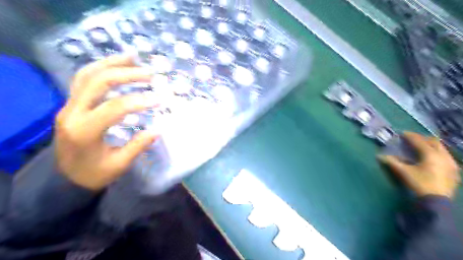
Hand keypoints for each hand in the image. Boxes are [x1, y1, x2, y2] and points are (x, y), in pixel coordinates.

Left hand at [55, 55, 157, 188]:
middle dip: (126, 74)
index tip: (160, 99)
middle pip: (98, 82)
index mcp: (84, 131)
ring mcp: (68, 106)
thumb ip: (138, 145)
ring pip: (87, 75)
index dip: (140, 101)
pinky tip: (116, 65)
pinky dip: (101, 68)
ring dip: (111, 63)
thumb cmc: (94, 174)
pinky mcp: (70, 104)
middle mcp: (72, 113)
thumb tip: (158, 129)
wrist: (66, 178)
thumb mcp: (119, 164)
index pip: (115, 108)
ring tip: (133, 57)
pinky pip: (83, 79)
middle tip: (150, 74)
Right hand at [379, 132, 458, 198]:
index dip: (410, 136)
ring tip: (423, 147)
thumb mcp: (403, 172)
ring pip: (442, 149)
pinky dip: (438, 154)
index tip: (402, 133)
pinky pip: (447, 157)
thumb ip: (392, 162)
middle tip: (413, 139)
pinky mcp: (454, 171)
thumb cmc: (419, 183)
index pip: (419, 141)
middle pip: (434, 142)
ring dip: (432, 145)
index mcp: (430, 154)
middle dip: (423, 138)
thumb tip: (379, 156)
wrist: (437, 201)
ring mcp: (451, 164)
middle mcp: (443, 156)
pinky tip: (433, 159)